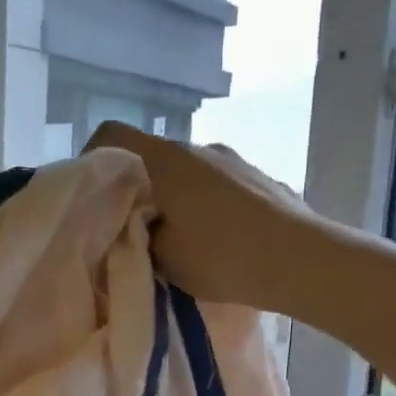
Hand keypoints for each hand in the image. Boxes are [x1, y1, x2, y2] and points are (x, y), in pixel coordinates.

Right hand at [83, 121, 308, 309]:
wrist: (303, 261)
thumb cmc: (223, 257)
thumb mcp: (164, 257)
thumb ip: (139, 235)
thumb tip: (139, 225)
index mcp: (167, 159)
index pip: (113, 134)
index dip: (92, 156)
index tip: (92, 192)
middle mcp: (200, 147)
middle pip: (153, 157)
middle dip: (138, 189)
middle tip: (134, 229)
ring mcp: (235, 160)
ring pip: (188, 173)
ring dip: (176, 197)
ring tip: (181, 239)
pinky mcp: (262, 177)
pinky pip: (219, 186)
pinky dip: (207, 205)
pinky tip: (220, 240)